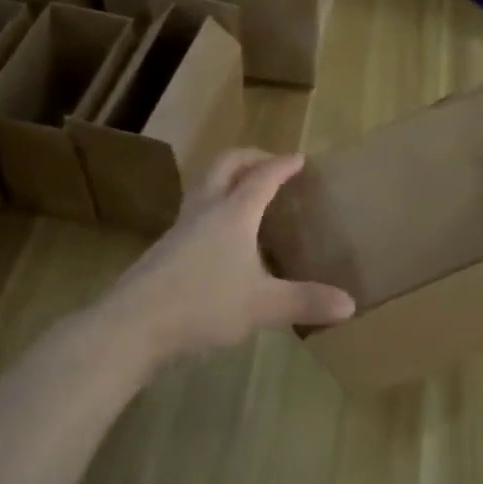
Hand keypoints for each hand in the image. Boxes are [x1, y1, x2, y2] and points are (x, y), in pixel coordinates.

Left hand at [102, 149, 355, 366]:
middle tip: (271, 165)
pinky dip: (214, 208)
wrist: (133, 325)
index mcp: (233, 213)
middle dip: (250, 158)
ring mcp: (180, 228)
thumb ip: (306, 301)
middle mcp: (205, 210)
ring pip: (205, 186)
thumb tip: (350, 304)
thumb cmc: (203, 305)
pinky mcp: (165, 249)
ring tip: (246, 195)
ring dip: (227, 179)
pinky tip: (221, 239)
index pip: (263, 176)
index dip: (283, 165)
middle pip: (225, 165)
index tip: (300, 159)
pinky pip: (195, 212)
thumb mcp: (262, 306)